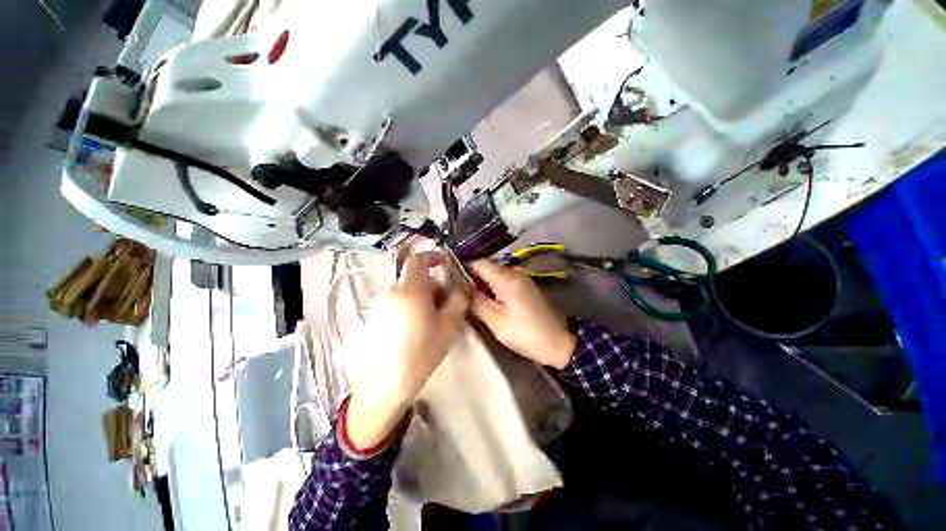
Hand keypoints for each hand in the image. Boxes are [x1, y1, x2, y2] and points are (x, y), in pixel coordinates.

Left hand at [344, 252, 469, 448]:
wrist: (385, 384)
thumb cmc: (421, 352)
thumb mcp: (448, 326)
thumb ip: (459, 301)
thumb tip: (465, 287)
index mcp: (411, 290)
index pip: (418, 260)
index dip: (432, 256)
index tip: (443, 263)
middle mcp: (392, 292)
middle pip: (414, 278)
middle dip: (431, 285)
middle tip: (444, 303)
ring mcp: (379, 305)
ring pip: (405, 292)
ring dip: (420, 297)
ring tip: (430, 319)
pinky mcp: (373, 318)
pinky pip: (395, 303)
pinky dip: (408, 307)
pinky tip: (413, 329)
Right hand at [469, 260, 575, 368]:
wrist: (558, 343)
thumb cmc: (524, 333)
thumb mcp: (495, 320)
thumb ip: (476, 301)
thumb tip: (462, 288)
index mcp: (507, 278)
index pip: (479, 263)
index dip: (464, 270)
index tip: (453, 282)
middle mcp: (515, 273)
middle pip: (488, 268)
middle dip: (473, 279)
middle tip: (461, 295)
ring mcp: (523, 279)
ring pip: (496, 275)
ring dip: (484, 285)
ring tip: (473, 301)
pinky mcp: (526, 287)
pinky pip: (505, 281)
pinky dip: (494, 289)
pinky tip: (489, 302)